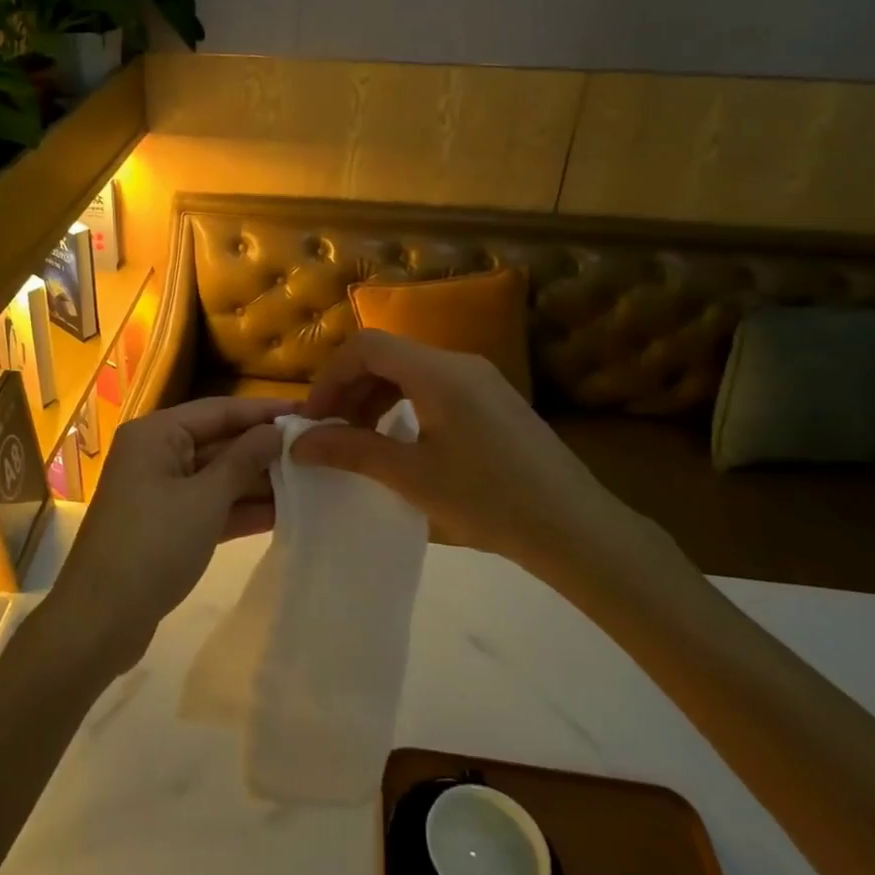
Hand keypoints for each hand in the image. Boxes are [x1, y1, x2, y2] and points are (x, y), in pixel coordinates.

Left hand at [49, 396, 287, 667]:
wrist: (101, 620)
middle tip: (317, 450)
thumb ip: (243, 460)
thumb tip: (275, 430)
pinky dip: (240, 509)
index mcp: (156, 434)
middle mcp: (155, 454)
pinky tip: (284, 512)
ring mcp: (160, 491)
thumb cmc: (153, 546)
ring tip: (312, 480)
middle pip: (218, 441)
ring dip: (257, 481)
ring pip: (216, 476)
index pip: (219, 410)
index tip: (309, 412)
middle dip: (264, 449)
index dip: (264, 411)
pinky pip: (209, 506)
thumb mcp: (205, 499)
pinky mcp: (166, 525)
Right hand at [290, 330, 689, 597]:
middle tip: (330, 433)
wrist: (576, 528)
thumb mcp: (411, 477)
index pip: (366, 346)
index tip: (313, 419)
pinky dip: (404, 405)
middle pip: (387, 355)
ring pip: (410, 371)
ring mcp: (481, 380)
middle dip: (349, 389)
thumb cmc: (488, 500)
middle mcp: (460, 363)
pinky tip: (400, 442)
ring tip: (359, 441)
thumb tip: (299, 443)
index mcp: (438, 372)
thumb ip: (351, 451)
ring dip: (375, 398)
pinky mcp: (494, 401)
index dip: (330, 376)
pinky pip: (434, 387)